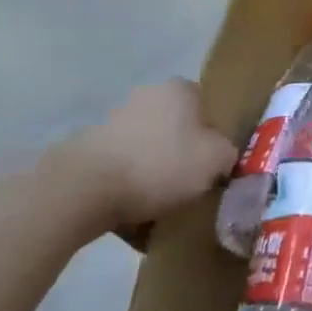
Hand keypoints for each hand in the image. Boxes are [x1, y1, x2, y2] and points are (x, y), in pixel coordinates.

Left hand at [65, 80, 237, 232]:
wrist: (82, 190)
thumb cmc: (160, 165)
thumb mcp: (215, 160)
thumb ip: (228, 154)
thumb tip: (223, 158)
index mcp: (180, 89)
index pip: (208, 107)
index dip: (215, 137)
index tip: (215, 165)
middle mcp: (147, 96)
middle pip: (177, 130)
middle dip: (183, 158)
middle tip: (192, 189)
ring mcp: (112, 122)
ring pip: (148, 153)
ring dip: (155, 178)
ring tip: (161, 212)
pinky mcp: (87, 152)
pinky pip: (121, 173)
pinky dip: (128, 192)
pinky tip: (133, 221)